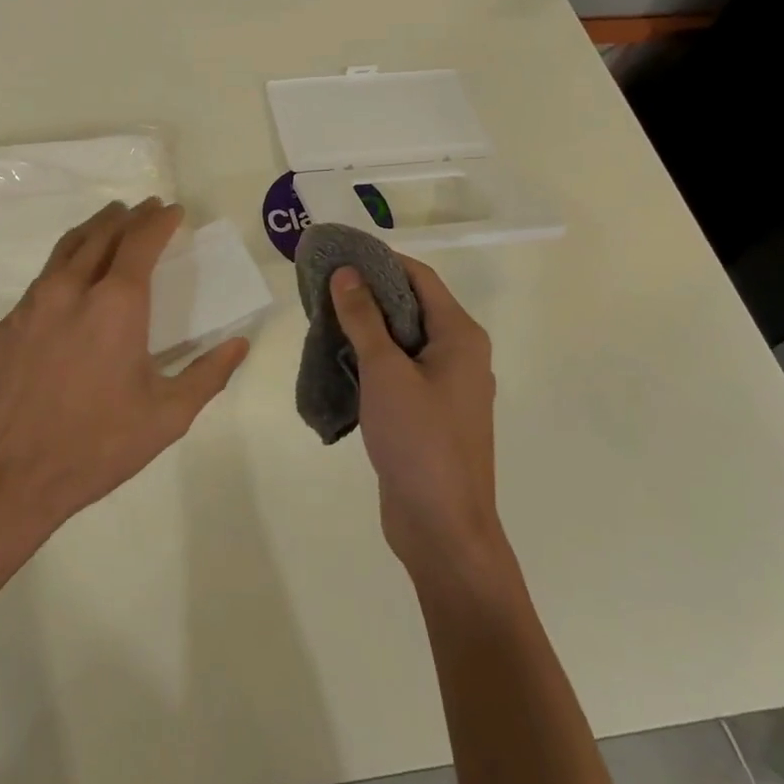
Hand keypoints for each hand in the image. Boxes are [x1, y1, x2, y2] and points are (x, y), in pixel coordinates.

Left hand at [0, 199, 249, 542]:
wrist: (7, 478)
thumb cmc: (97, 446)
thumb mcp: (167, 416)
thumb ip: (208, 374)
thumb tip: (239, 344)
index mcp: (117, 304)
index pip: (141, 240)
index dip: (159, 220)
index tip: (173, 211)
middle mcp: (72, 289)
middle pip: (102, 233)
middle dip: (127, 216)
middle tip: (144, 210)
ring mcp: (32, 304)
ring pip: (66, 248)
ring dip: (94, 229)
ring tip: (110, 223)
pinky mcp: (7, 325)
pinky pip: (43, 278)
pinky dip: (66, 263)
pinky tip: (71, 280)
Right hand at [329, 257, 504, 575]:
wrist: (442, 528)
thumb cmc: (419, 441)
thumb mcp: (385, 372)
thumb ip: (364, 319)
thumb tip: (346, 273)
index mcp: (460, 337)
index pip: (419, 278)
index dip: (380, 260)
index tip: (339, 254)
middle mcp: (459, 355)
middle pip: (411, 307)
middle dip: (368, 294)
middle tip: (322, 288)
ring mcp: (446, 387)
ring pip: (403, 341)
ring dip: (366, 328)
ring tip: (323, 320)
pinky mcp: (429, 414)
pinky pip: (399, 371)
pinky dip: (371, 360)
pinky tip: (339, 362)